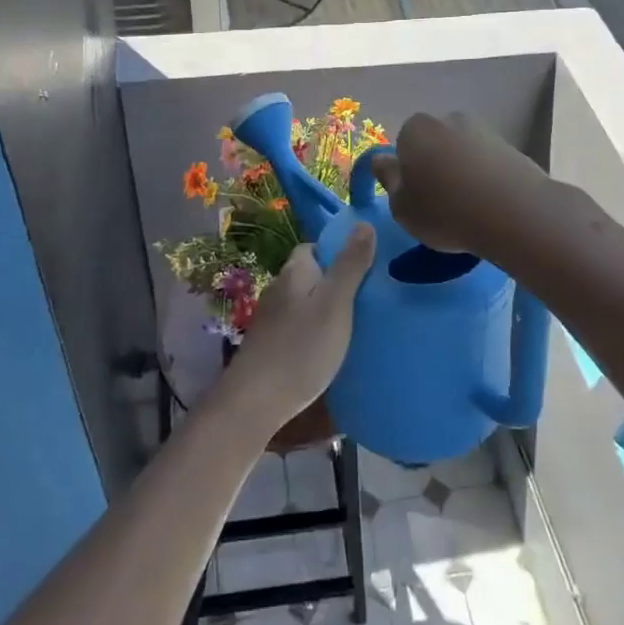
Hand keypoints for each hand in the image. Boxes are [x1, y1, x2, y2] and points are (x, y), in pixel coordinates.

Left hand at [221, 226, 374, 433]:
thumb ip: (350, 264)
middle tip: (367, 297)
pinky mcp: (269, 344)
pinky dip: (314, 331)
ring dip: (325, 308)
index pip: (315, 247)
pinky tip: (329, 348)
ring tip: (355, 323)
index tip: (365, 266)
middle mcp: (279, 288)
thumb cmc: (301, 347)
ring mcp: (271, 318)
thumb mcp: (336, 303)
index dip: (339, 252)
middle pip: (311, 274)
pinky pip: (298, 326)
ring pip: (304, 302)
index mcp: (295, 271)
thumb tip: (363, 223)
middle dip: (335, 281)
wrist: (256, 401)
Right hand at [369, 112, 551, 255]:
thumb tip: (382, 160)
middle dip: (435, 165)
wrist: (512, 211)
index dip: (407, 170)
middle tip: (439, 202)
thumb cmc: (444, 210)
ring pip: (462, 152)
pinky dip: (485, 178)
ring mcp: (483, 130)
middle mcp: (448, 120)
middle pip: (435, 143)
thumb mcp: (402, 207)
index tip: (414, 196)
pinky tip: (489, 204)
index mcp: (415, 129)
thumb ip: (389, 180)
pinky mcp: (511, 147)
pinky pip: (488, 163)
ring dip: (462, 171)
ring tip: (468, 207)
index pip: (403, 143)